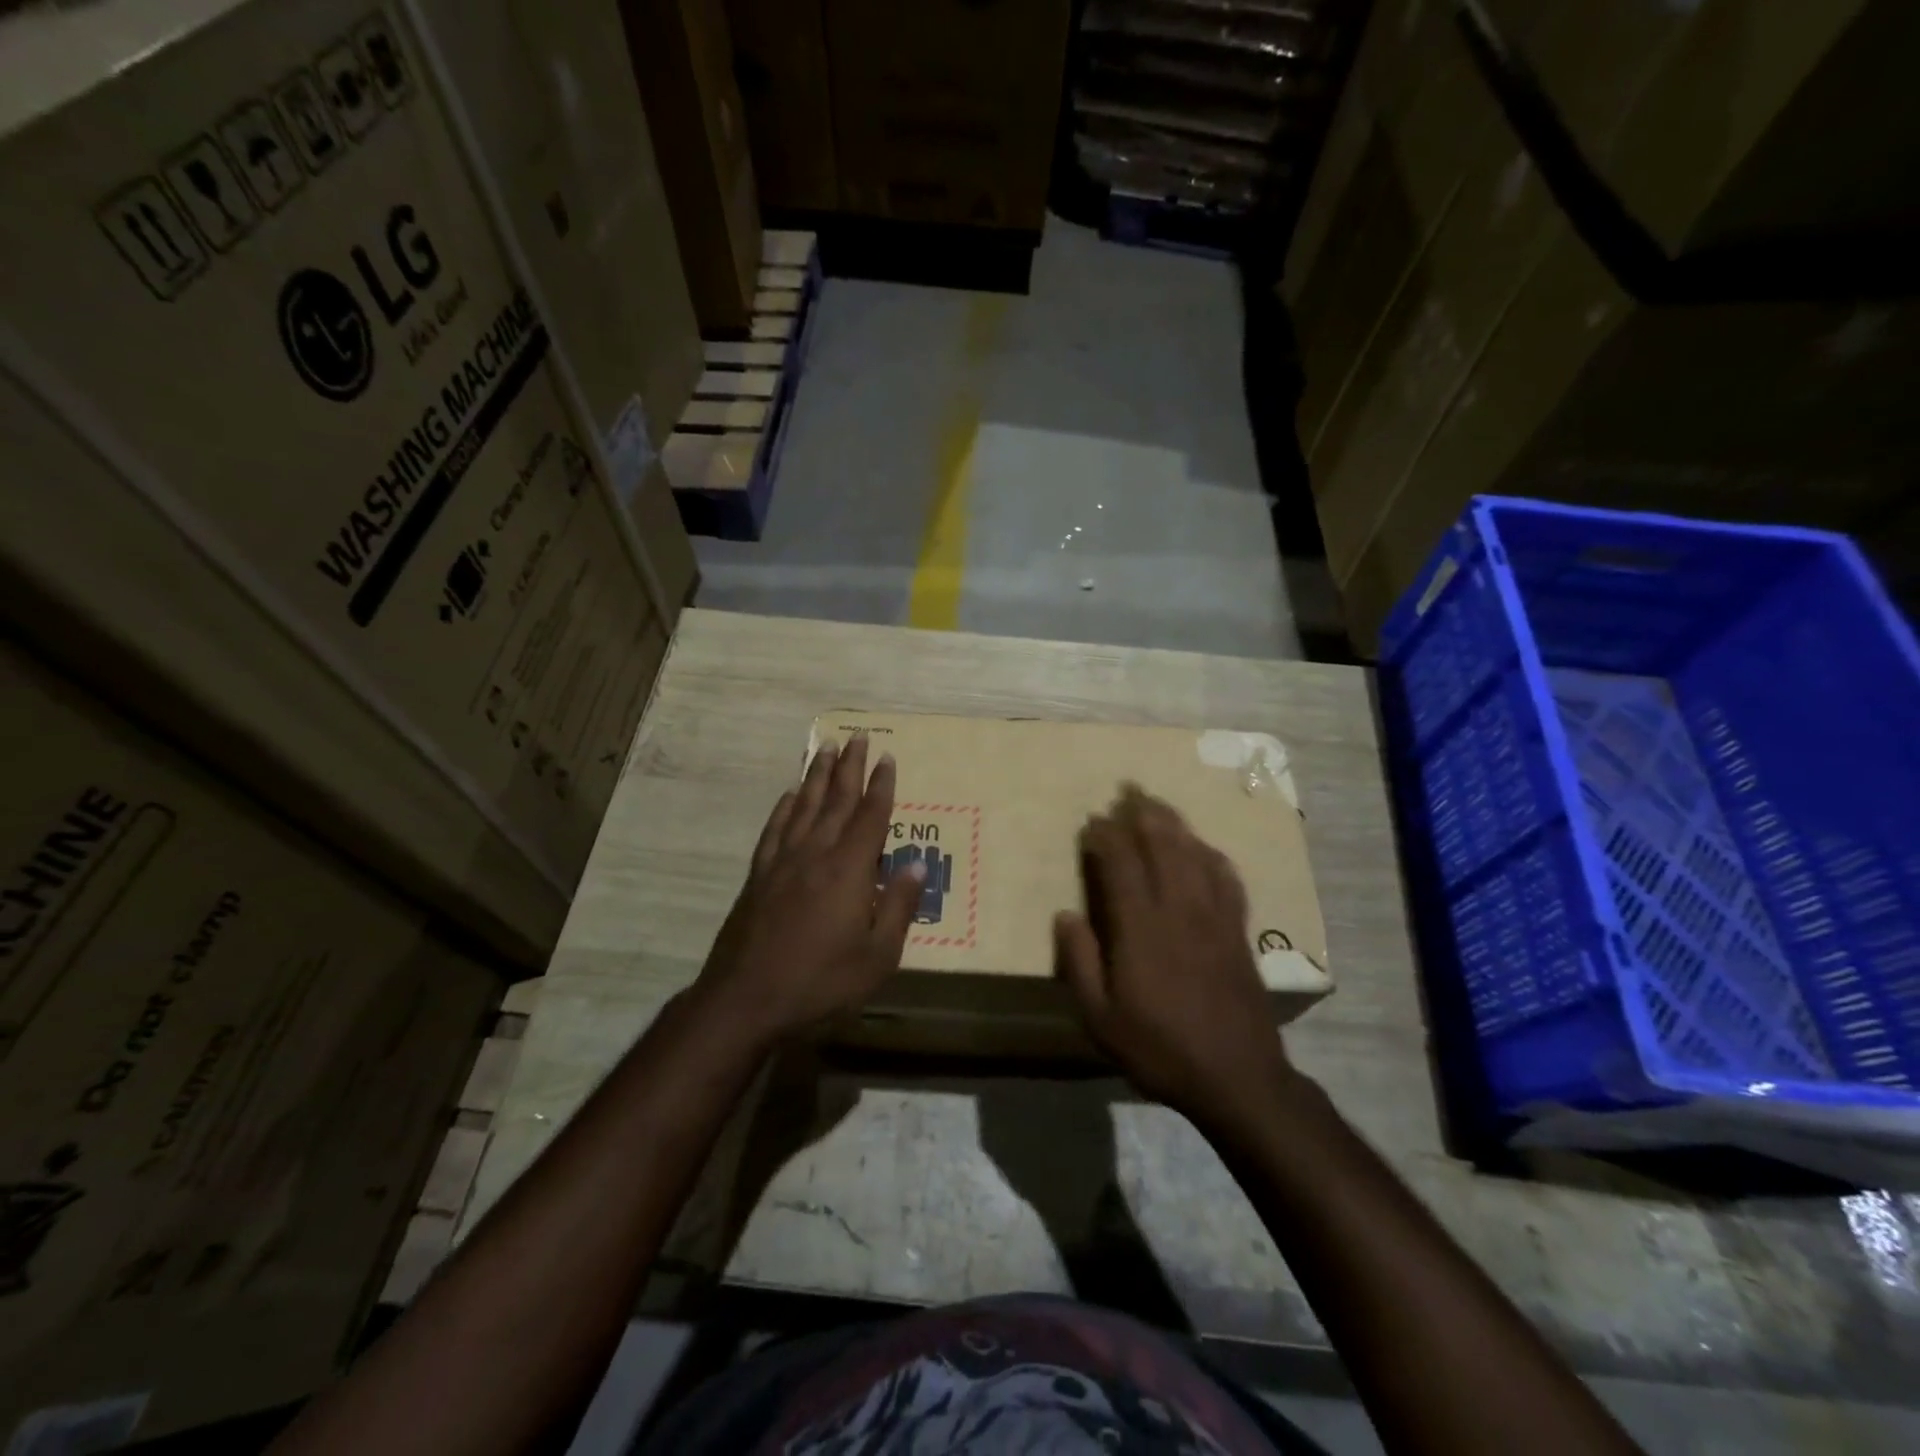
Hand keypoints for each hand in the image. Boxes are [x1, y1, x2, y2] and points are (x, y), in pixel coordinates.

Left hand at [696, 734, 923, 1044]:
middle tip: (857, 736)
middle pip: (837, 800)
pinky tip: (789, 795)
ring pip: (804, 806)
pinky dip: (784, 808)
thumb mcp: (877, 956)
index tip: (886, 757)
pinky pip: (775, 830)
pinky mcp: (758, 876)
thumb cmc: (821, 981)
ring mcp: (783, 862)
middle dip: (849, 766)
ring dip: (817, 775)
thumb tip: (917, 864)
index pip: (871, 816)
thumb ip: (899, 908)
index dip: (881, 785)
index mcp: (850, 869)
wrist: (746, 999)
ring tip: (825, 749)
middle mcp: (817, 854)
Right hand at [1054, 785, 1298, 1127]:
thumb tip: (1065, 914)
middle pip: (1163, 846)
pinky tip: (1205, 848)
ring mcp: (1214, 917)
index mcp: (1141, 928)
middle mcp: (1179, 910)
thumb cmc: (1159, 1049)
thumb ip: (1079, 962)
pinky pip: (1227, 879)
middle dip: (1143, 813)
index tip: (1093, 820)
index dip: (1106, 836)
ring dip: (1176, 824)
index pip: (1122, 864)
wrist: (1237, 1078)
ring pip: (1195, 855)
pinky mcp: (1238, 931)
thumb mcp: (1101, 1018)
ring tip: (1159, 804)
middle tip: (1128, 791)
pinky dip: (1212, 855)